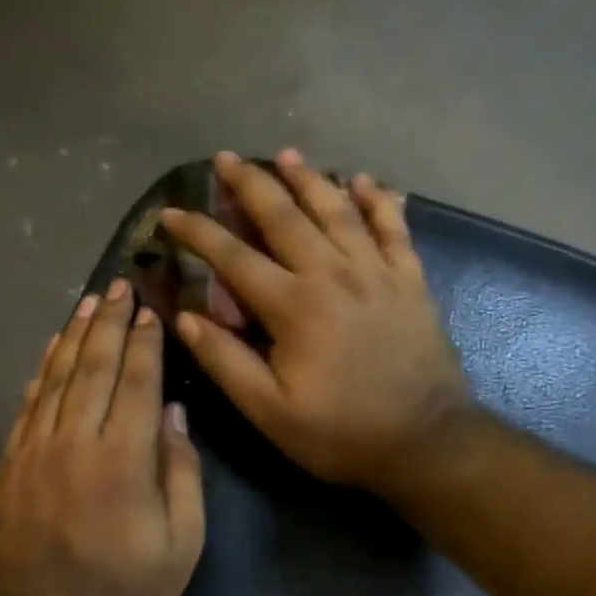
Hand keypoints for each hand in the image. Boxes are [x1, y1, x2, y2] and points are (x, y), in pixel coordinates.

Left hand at [0, 280, 205, 595]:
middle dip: (109, 324)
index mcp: (124, 459)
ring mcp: (36, 451)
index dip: (144, 343)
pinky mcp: (11, 464)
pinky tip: (52, 349)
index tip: (149, 311)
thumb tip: (175, 414)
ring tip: (87, 303)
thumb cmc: (129, 587)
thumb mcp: (183, 541)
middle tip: (118, 287)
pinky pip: (26, 405)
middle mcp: (77, 442)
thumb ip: (182, 472)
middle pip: (94, 368)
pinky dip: (40, 372)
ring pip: (56, 379)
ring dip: (74, 336)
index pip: (137, 383)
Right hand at [160, 150, 469, 491]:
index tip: (170, 213)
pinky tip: (363, 180)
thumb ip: (225, 361)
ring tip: (286, 153)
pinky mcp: (410, 280)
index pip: (233, 257)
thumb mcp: (270, 411)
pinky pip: (393, 227)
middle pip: (285, 216)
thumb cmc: (341, 433)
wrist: (426, 442)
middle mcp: (333, 274)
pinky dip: (377, 200)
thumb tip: (184, 317)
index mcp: (293, 306)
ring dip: (308, 178)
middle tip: (225, 158)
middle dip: (250, 184)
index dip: (197, 232)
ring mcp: (377, 272)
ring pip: (337, 210)